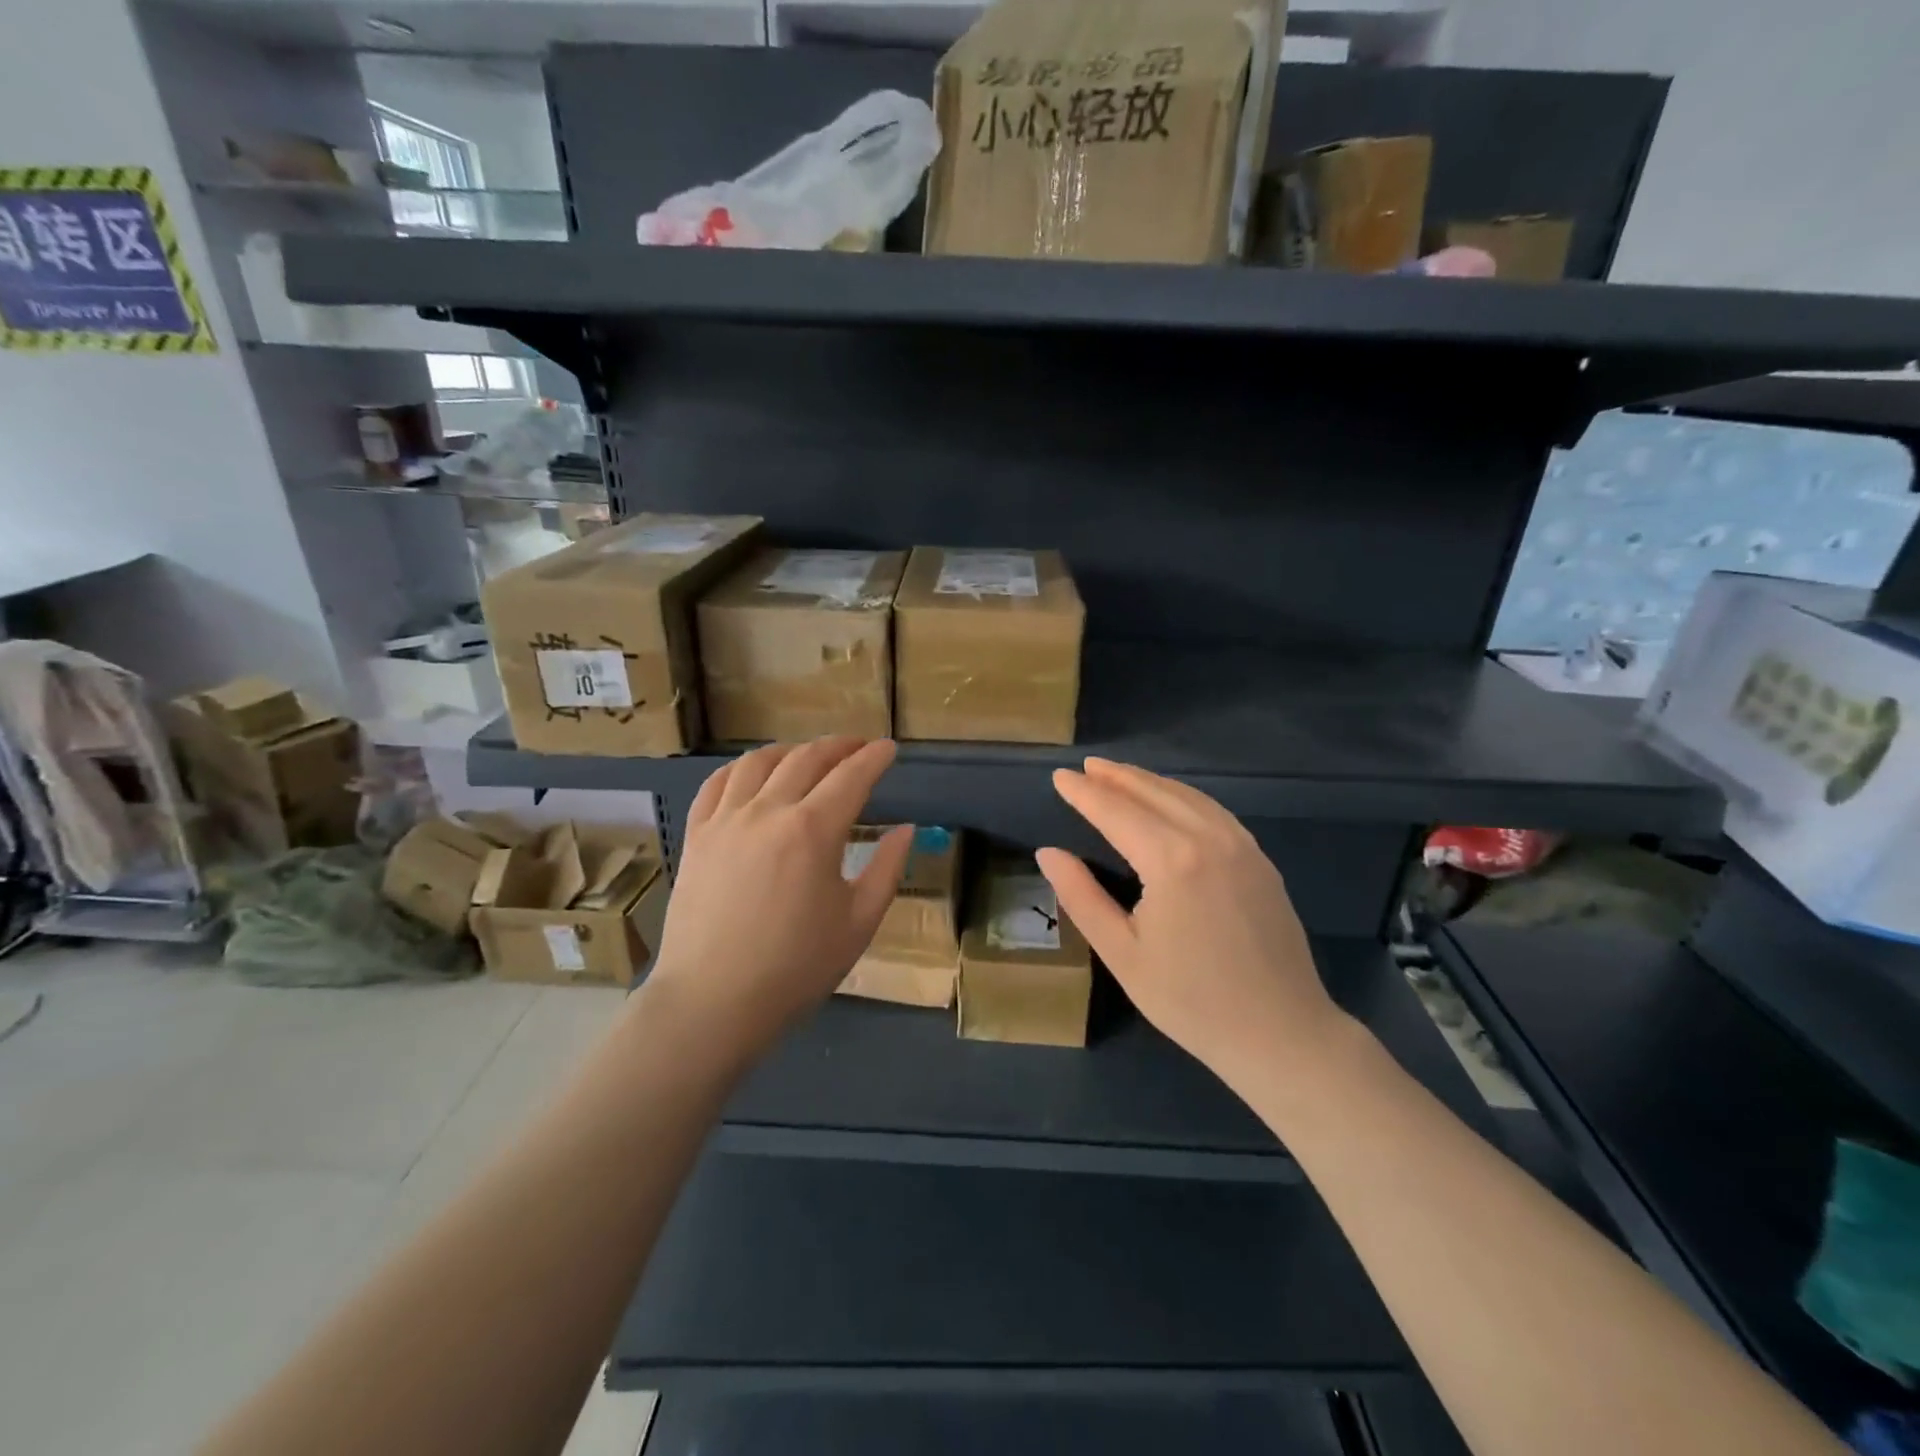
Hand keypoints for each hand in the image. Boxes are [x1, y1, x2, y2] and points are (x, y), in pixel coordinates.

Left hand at [642, 737, 911, 1062]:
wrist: (713, 1002)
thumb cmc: (796, 968)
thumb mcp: (859, 922)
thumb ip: (888, 869)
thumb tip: (906, 830)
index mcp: (813, 830)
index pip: (851, 777)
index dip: (874, 758)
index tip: (889, 748)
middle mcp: (768, 811)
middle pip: (807, 759)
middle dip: (838, 747)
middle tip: (857, 747)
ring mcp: (726, 820)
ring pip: (759, 762)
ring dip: (791, 751)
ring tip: (807, 756)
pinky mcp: (697, 836)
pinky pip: (718, 784)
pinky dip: (742, 769)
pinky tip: (753, 775)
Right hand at [1037, 759, 1347, 1091]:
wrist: (1282, 1033)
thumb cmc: (1191, 1001)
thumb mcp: (1122, 954)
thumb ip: (1081, 896)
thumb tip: (1048, 853)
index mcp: (1171, 860)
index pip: (1116, 811)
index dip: (1084, 793)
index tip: (1059, 776)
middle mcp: (1209, 839)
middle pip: (1153, 793)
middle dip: (1116, 777)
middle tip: (1085, 767)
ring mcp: (1242, 846)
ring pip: (1187, 797)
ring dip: (1149, 781)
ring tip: (1119, 775)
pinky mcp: (1260, 860)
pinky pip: (1214, 812)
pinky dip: (1182, 796)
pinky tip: (1170, 801)